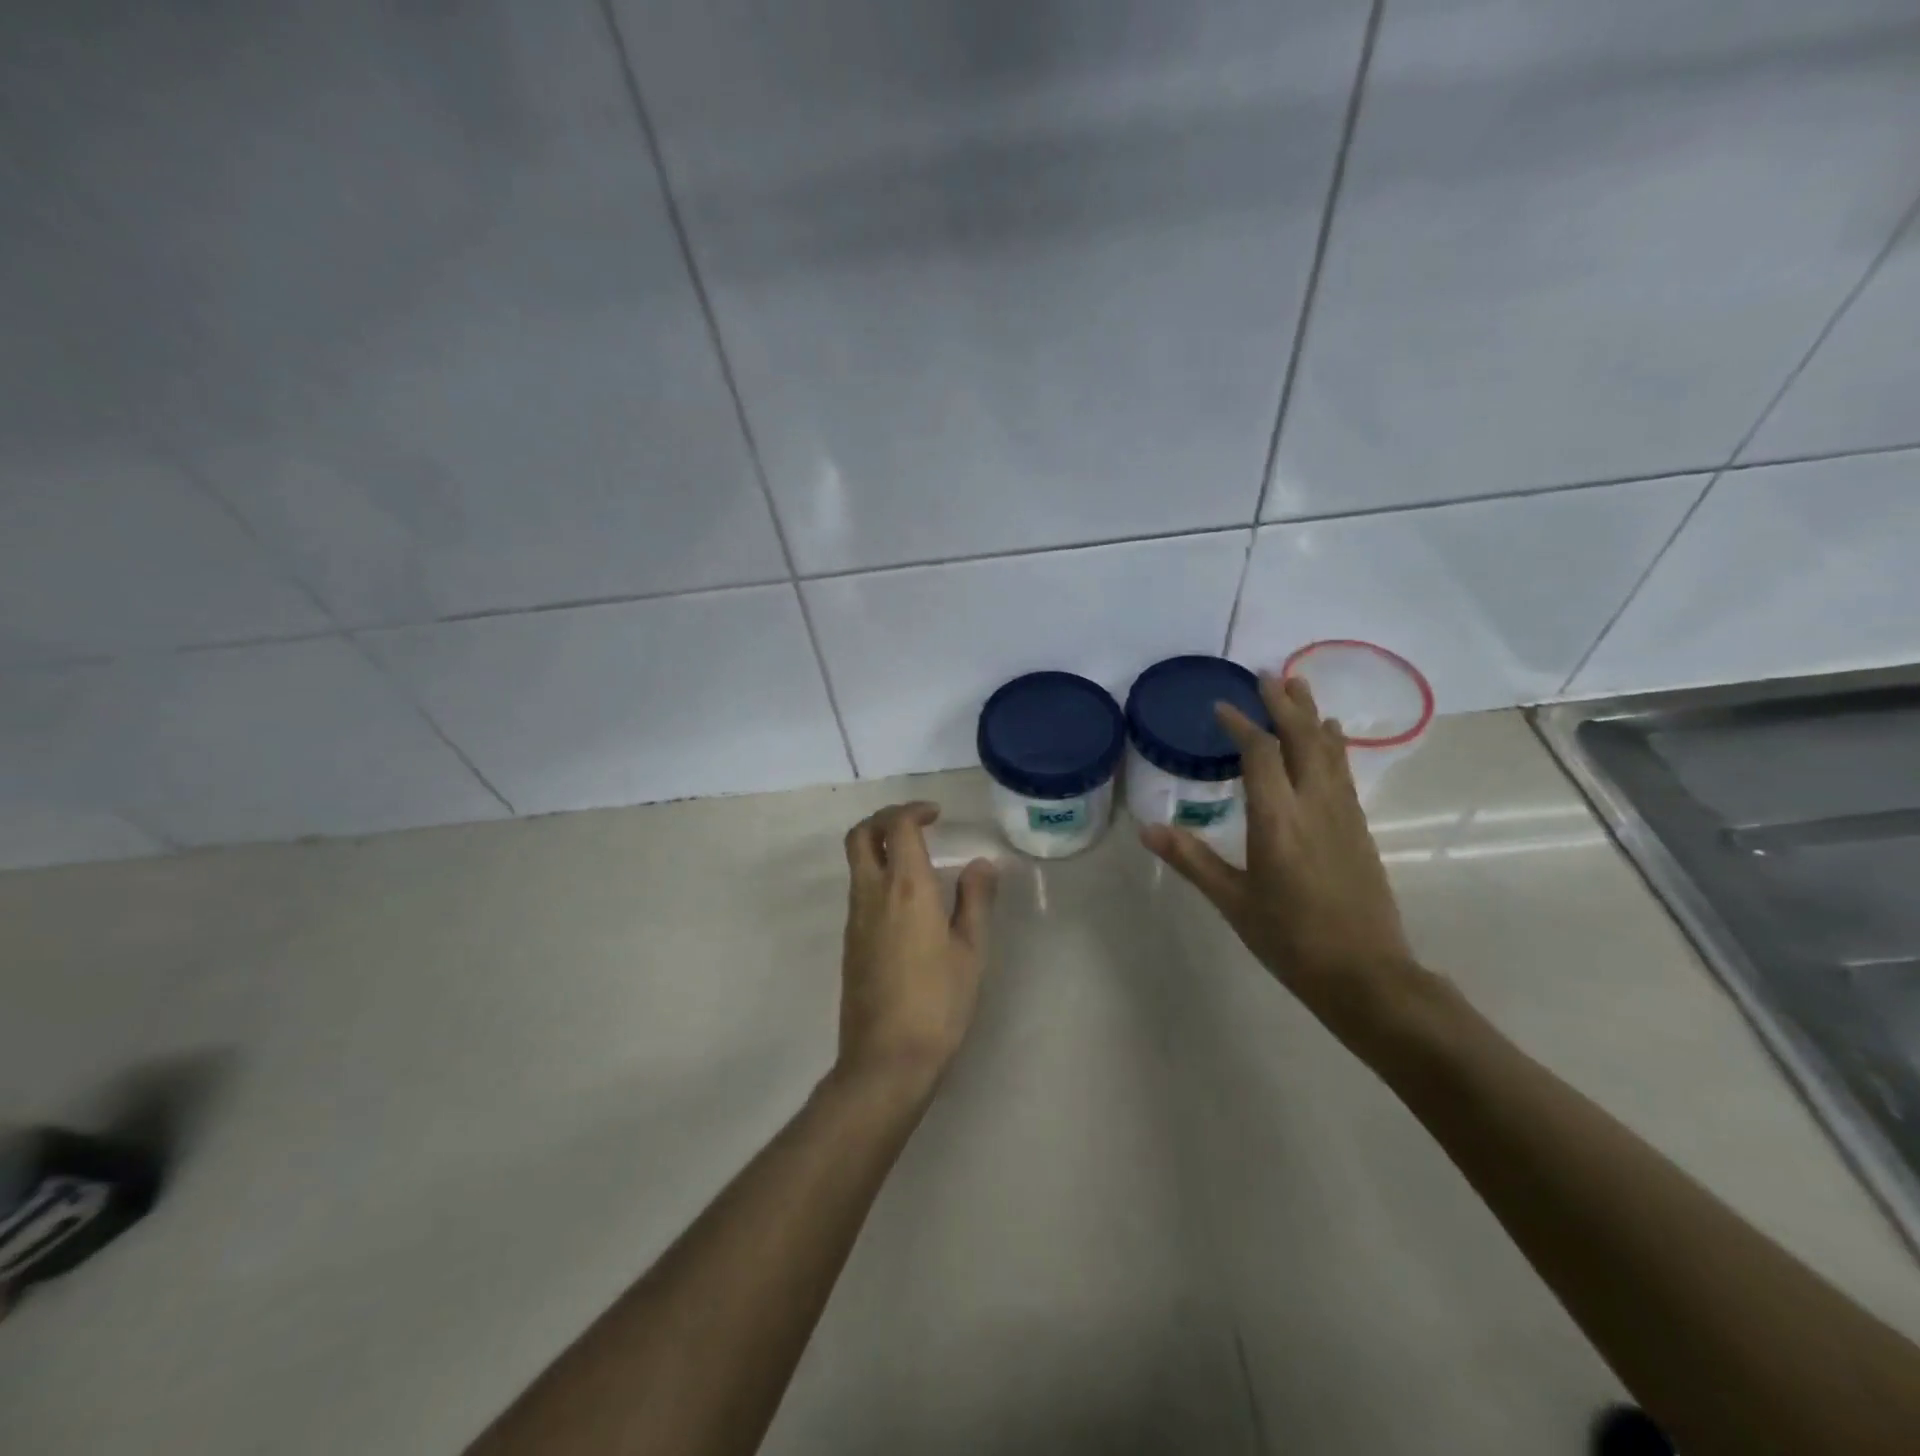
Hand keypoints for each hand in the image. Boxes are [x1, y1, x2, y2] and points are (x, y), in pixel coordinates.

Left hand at [836, 802, 997, 1095]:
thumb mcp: (971, 951)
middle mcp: (872, 894)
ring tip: (918, 859)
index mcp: (906, 888)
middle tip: (917, 824)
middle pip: (860, 835)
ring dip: (880, 847)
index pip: (897, 826)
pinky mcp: (850, 941)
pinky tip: (908, 901)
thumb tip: (981, 864)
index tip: (937, 815)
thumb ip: (975, 900)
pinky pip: (859, 890)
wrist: (886, 1058)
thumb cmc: (938, 1003)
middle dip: (884, 818)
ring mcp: (855, 918)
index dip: (914, 810)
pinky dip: (878, 875)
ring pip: (856, 863)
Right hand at [1141, 674, 1421, 1037]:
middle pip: (1302, 739)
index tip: (1221, 706)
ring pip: (1329, 750)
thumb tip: (1147, 829)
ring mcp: (1344, 815)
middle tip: (1267, 674)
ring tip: (1299, 687)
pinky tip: (1331, 737)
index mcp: (1278, 820)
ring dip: (1312, 715)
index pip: (1261, 755)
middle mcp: (1315, 806)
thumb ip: (1191, 859)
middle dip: (1284, 704)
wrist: (1366, 974)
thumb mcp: (1233, 902)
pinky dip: (1332, 744)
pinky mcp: (1360, 828)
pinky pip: (1344, 771)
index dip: (1241, 725)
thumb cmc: (1291, 939)